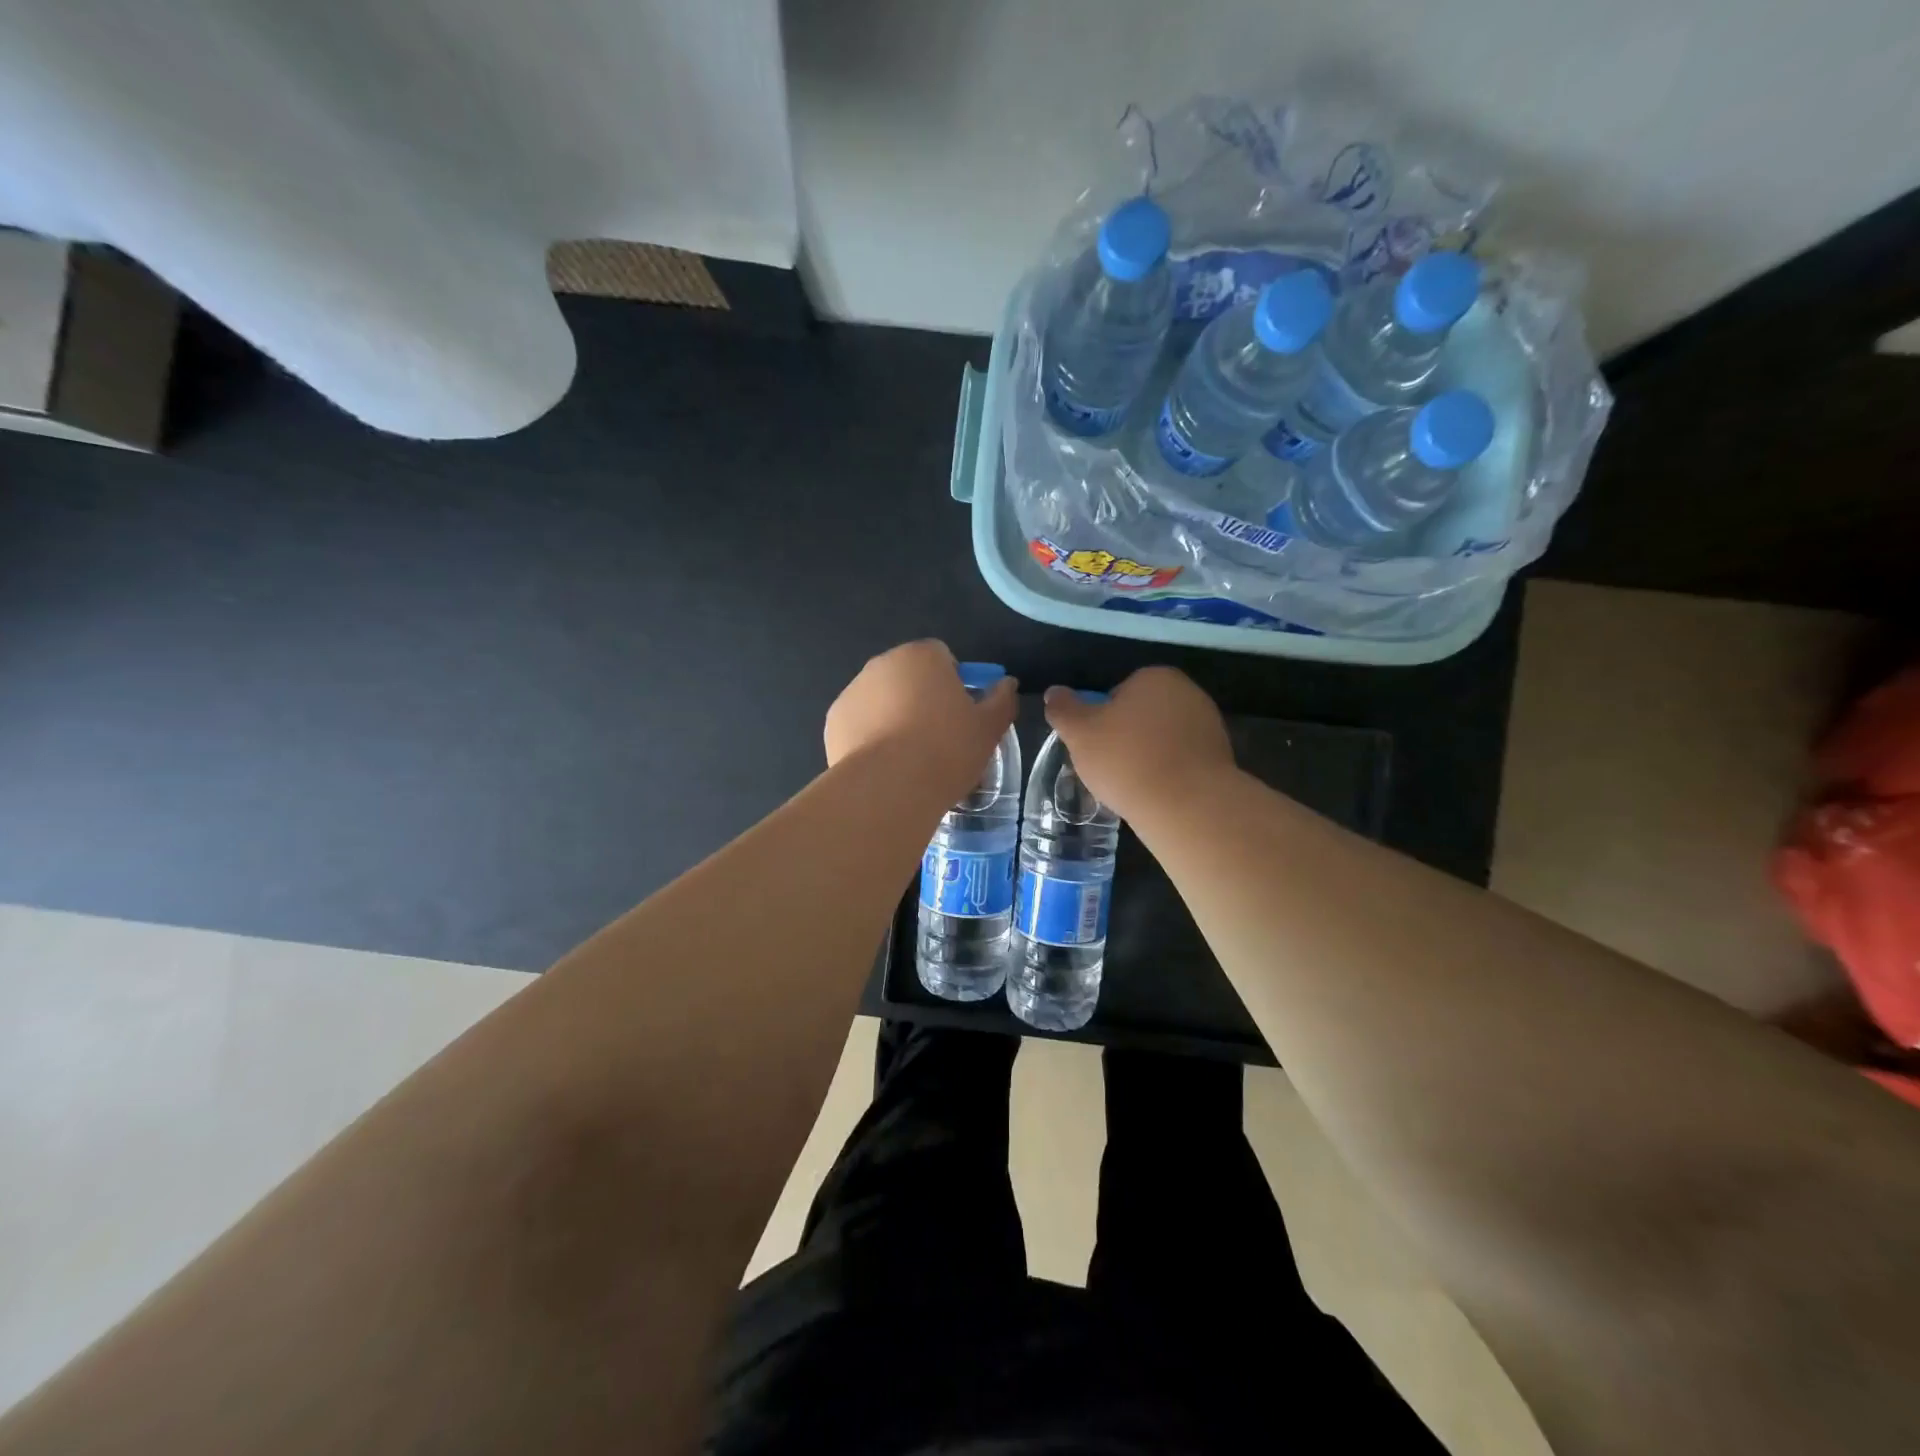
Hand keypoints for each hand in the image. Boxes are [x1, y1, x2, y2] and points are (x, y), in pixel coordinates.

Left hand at [825, 640, 1017, 796]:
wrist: (889, 787)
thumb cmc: (946, 749)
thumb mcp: (989, 728)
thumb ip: (1001, 700)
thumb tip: (1006, 684)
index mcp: (921, 656)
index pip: (942, 657)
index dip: (955, 683)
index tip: (962, 714)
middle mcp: (882, 664)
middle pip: (909, 676)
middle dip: (922, 699)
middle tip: (940, 738)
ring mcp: (853, 692)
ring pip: (882, 700)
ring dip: (895, 717)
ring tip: (910, 758)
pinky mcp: (834, 722)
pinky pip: (860, 724)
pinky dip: (871, 737)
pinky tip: (885, 766)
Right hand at [1043, 666, 1234, 820]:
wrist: (1187, 805)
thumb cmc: (1127, 759)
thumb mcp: (1079, 733)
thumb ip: (1063, 709)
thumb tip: (1054, 692)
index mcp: (1155, 677)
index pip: (1118, 693)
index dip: (1102, 720)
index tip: (1096, 746)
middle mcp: (1187, 692)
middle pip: (1142, 714)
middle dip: (1127, 737)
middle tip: (1110, 767)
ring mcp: (1209, 725)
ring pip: (1163, 739)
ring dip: (1148, 756)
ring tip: (1132, 785)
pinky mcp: (1220, 757)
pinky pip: (1182, 761)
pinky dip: (1168, 773)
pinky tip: (1157, 794)